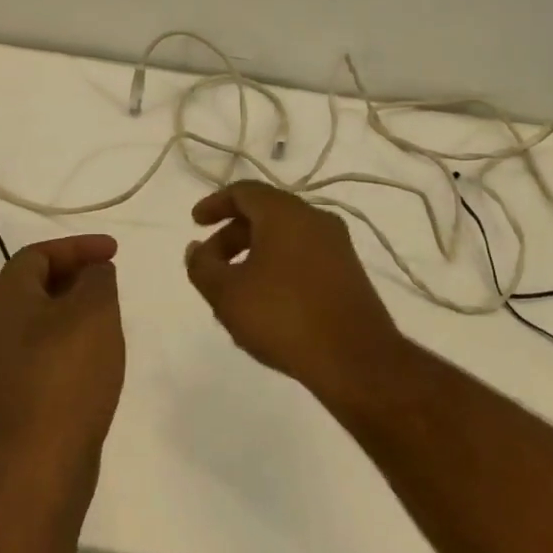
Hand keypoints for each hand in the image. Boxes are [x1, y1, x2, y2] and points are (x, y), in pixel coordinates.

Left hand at [0, 234, 124, 469]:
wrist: (37, 463)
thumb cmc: (66, 373)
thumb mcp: (94, 311)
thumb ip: (96, 279)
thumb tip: (93, 272)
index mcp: (3, 296)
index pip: (38, 254)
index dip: (78, 247)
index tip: (114, 252)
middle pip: (31, 285)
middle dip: (72, 276)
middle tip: (108, 281)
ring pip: (34, 321)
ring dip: (69, 311)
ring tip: (105, 317)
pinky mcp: (7, 397)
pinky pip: (36, 354)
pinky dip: (63, 343)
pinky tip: (90, 359)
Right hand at [185, 183, 404, 397]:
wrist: (356, 360)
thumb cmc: (283, 317)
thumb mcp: (227, 294)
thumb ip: (202, 266)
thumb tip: (196, 249)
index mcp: (285, 212)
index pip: (243, 192)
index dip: (214, 204)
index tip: (195, 224)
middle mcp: (315, 218)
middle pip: (264, 213)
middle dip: (231, 235)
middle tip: (210, 264)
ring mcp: (337, 245)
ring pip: (285, 236)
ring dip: (253, 254)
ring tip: (234, 290)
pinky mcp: (349, 273)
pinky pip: (304, 256)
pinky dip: (277, 266)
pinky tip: (266, 302)